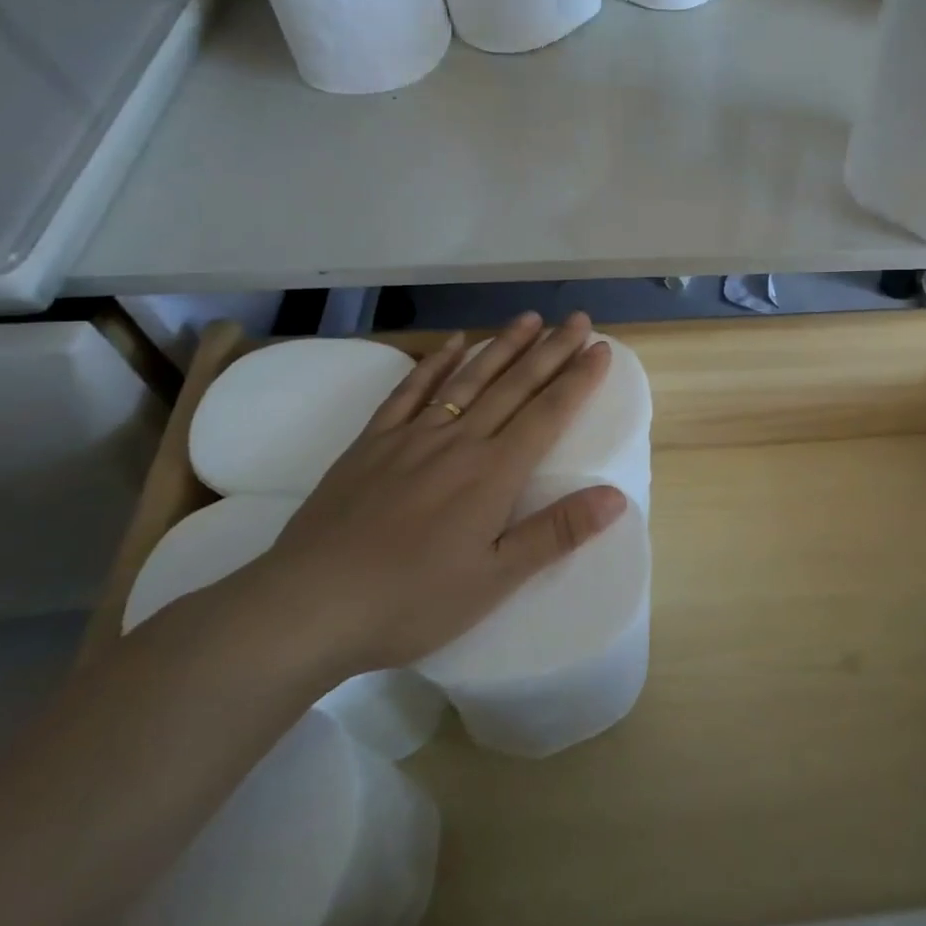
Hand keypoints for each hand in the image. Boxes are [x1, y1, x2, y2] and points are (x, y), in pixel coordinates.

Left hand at [251, 311, 625, 676]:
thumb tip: (617, 496)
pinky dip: (436, 363)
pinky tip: (453, 343)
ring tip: (530, 318)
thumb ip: (556, 533)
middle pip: (514, 385)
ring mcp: (412, 436)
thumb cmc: (411, 601)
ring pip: (468, 379)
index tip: (602, 349)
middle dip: (551, 350)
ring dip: (503, 345)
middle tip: (579, 319)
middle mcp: (459, 441)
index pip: (548, 414)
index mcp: (493, 473)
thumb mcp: (494, 580)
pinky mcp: (372, 443)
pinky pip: (410, 391)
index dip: (579, 379)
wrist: (308, 606)